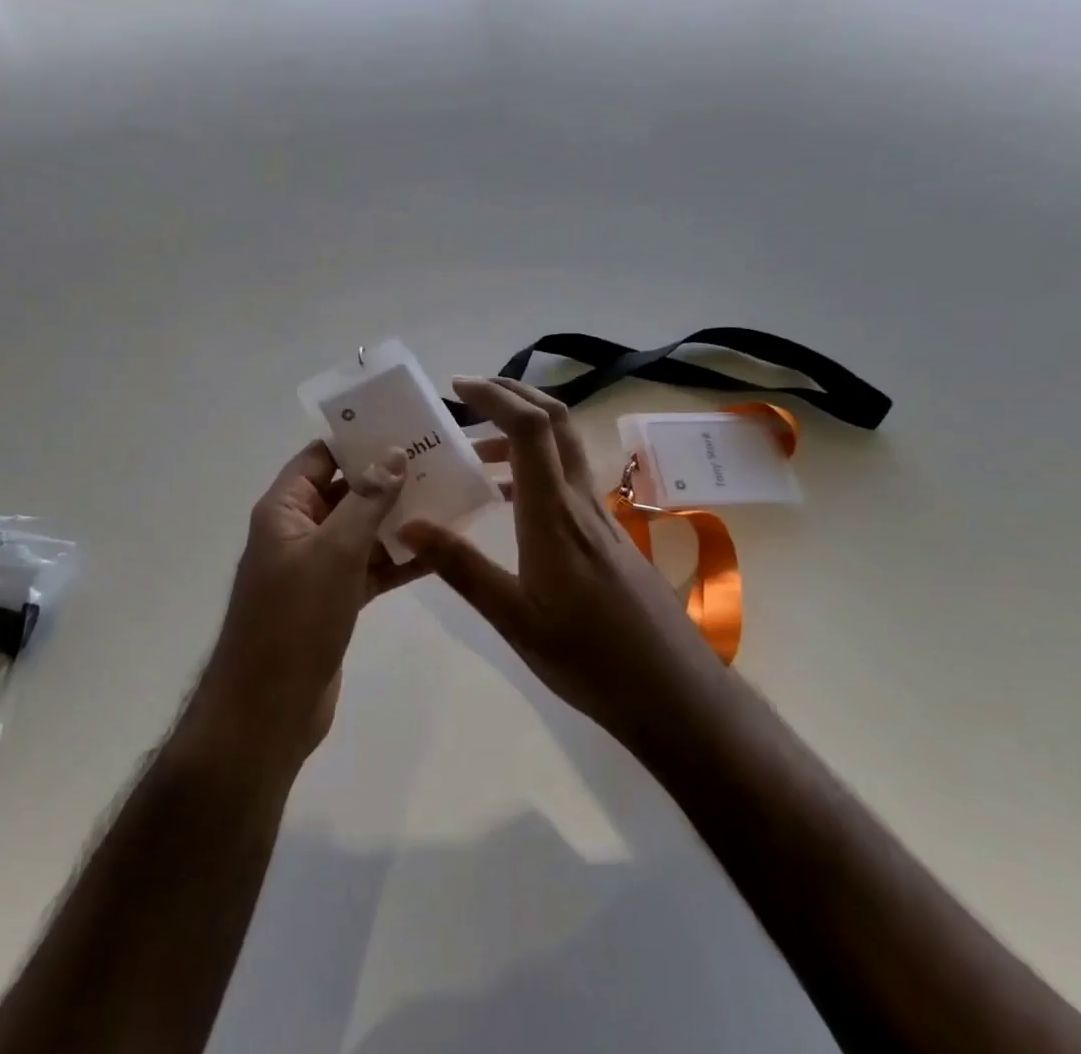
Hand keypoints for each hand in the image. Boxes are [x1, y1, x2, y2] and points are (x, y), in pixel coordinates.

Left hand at [197, 441, 415, 760]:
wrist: (267, 711)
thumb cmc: (294, 620)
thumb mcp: (334, 552)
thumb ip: (366, 500)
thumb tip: (394, 453)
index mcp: (284, 509)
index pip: (320, 456)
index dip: (357, 439)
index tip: (404, 426)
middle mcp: (299, 530)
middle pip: (345, 490)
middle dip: (388, 477)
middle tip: (439, 460)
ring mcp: (317, 567)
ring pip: (362, 529)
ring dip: (398, 517)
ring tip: (448, 497)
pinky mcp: (335, 599)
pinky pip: (370, 566)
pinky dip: (398, 558)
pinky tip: (439, 549)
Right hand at [399, 377, 715, 750]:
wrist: (672, 691)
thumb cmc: (588, 657)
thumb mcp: (513, 618)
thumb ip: (461, 567)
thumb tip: (408, 525)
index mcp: (553, 514)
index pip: (530, 430)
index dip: (496, 396)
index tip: (458, 388)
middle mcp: (580, 501)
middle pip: (556, 420)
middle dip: (514, 393)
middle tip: (470, 393)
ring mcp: (599, 515)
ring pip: (565, 446)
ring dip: (524, 428)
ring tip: (477, 447)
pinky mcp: (608, 533)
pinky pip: (568, 477)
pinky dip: (536, 464)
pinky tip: (510, 497)